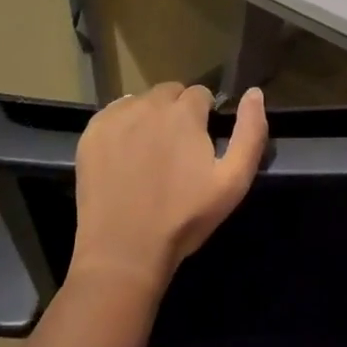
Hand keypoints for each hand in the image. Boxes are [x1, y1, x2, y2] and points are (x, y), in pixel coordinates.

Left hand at [70, 83, 268, 291]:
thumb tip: (254, 93)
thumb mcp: (233, 182)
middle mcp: (149, 104)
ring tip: (150, 154)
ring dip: (150, 116)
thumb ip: (250, 132)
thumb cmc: (184, 218)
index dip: (205, 116)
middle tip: (177, 151)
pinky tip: (125, 155)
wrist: (124, 253)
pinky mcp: (92, 132)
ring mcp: (116, 117)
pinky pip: (114, 113)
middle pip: (170, 93)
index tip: (201, 144)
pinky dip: (123, 125)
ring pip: (141, 101)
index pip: (200, 94)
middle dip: (178, 112)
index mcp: (184, 112)